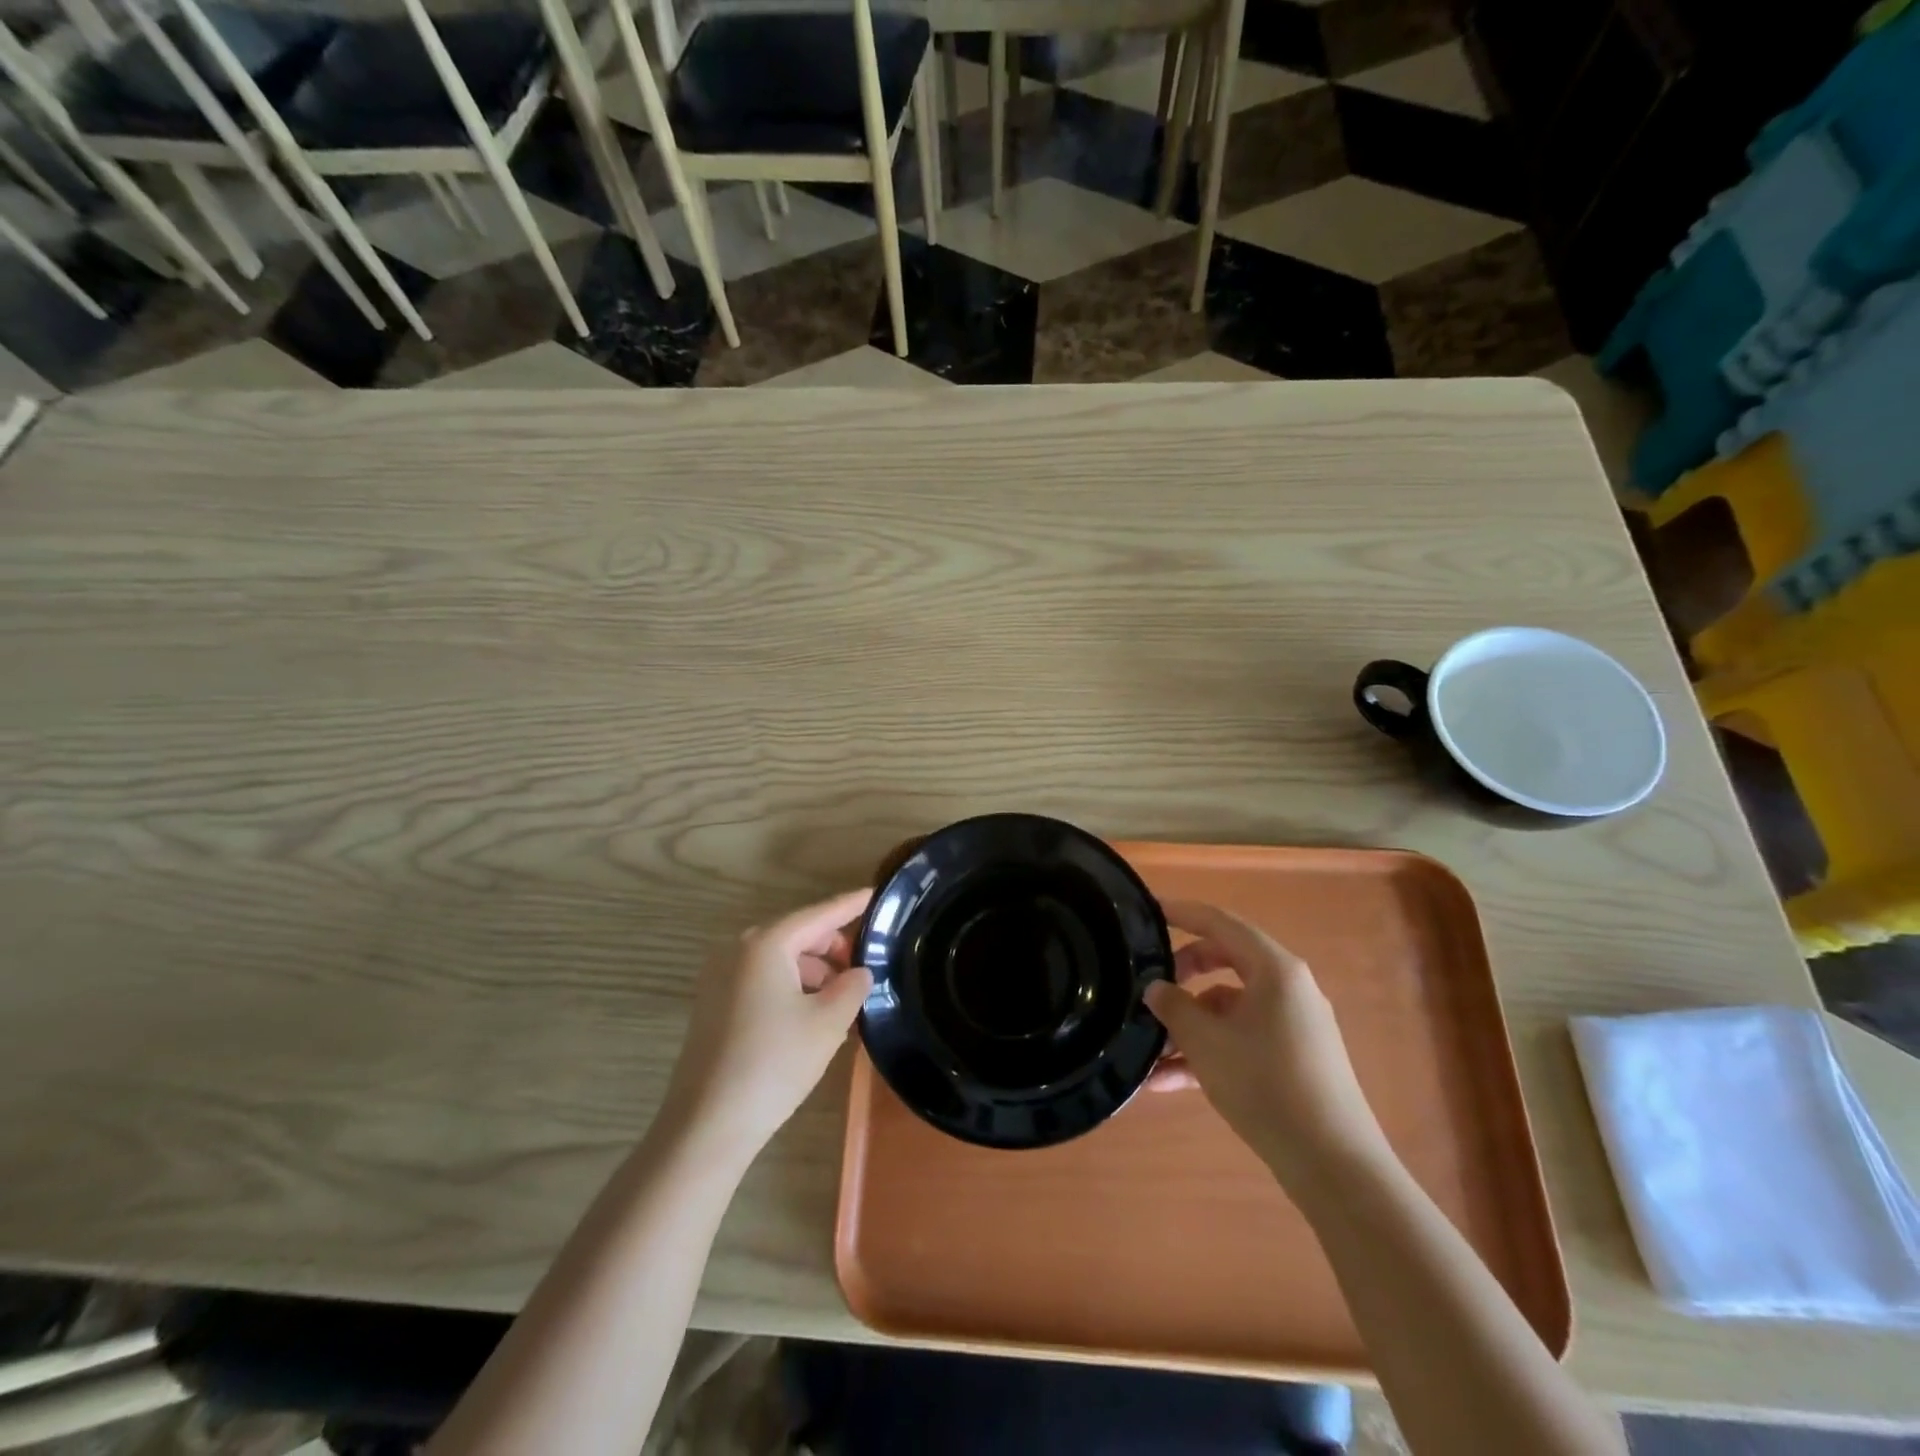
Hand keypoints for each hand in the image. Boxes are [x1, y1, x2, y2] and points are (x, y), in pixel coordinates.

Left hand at [659, 889, 873, 1160]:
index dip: (849, 905)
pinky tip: (812, 1016)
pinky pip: (762, 981)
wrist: (707, 1125)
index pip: (818, 915)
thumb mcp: (828, 1023)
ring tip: (843, 1002)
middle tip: (864, 969)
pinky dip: (791, 988)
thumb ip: (852, 987)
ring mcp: (720, 978)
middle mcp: (738, 950)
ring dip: (814, 973)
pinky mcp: (714, 1005)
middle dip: (833, 948)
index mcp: (765, 944)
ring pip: (780, 961)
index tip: (874, 894)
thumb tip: (859, 972)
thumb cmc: (774, 1064)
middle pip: (797, 935)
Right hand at [1143, 900, 1388, 1184]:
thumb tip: (1156, 988)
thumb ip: (1174, 1006)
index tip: (1149, 911)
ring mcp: (1293, 1024)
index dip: (1182, 913)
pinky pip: (1241, 1039)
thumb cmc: (1266, 1085)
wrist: (1334, 1165)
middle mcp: (1288, 988)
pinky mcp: (1293, 1058)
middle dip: (1182, 975)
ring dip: (1189, 1024)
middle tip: (1149, 988)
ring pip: (1229, 1007)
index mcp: (1274, 969)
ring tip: (1149, 1053)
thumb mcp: (1206, 1042)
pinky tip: (1168, 1082)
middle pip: (1225, 962)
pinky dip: (1209, 1051)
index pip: (1220, 923)